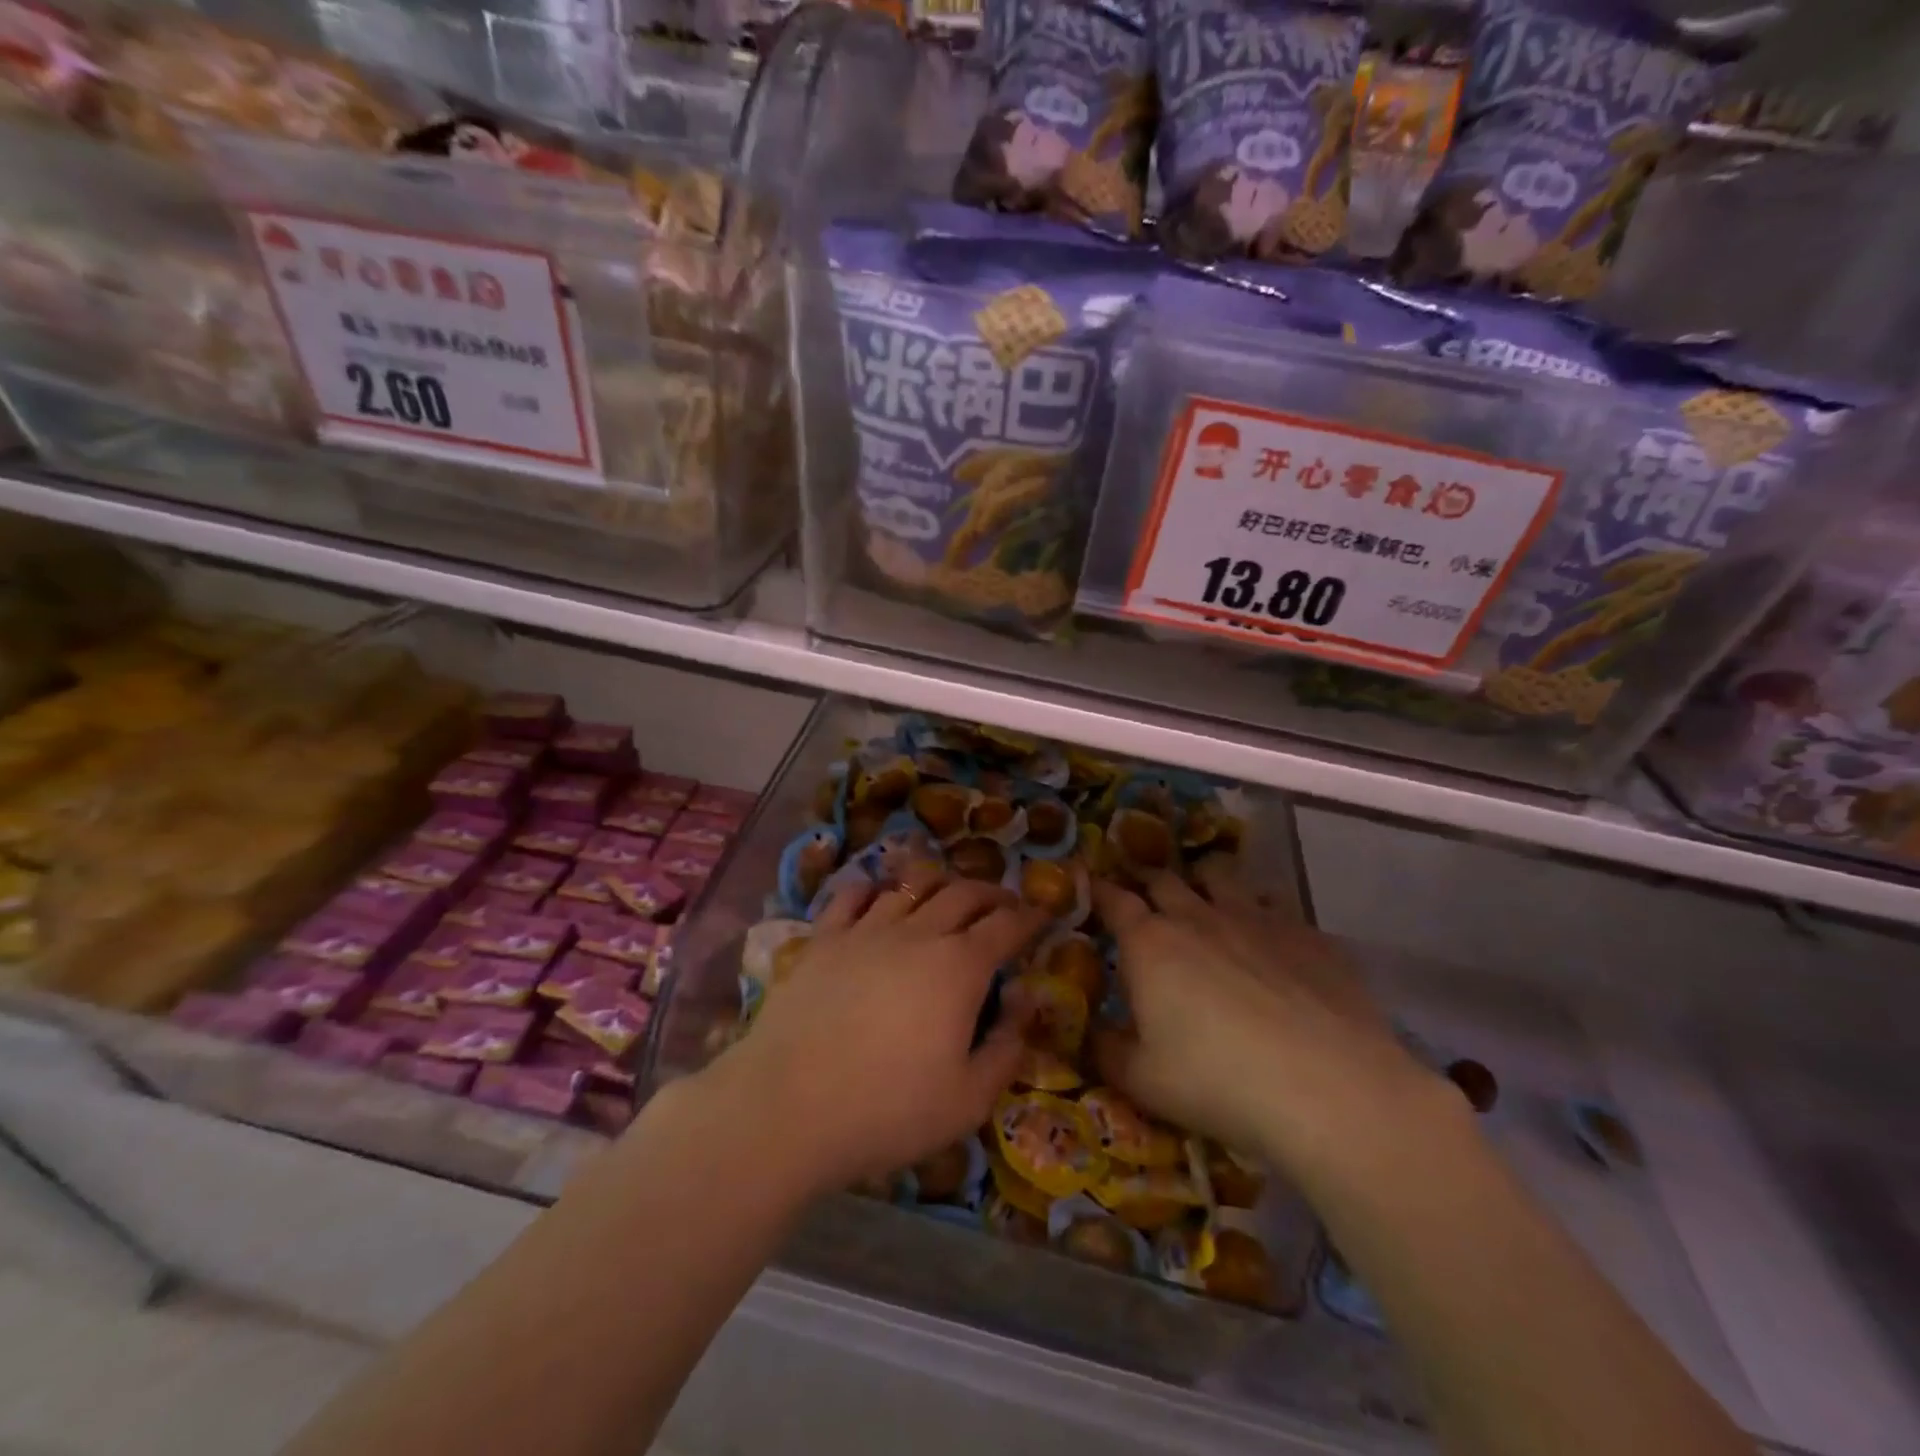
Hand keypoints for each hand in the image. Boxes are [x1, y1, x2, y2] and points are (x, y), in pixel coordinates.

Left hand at [720, 864, 1047, 1194]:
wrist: (789, 1107)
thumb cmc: (888, 1110)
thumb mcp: (969, 1100)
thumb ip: (1007, 1047)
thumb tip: (1025, 1000)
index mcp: (960, 967)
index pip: (1006, 926)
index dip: (1030, 917)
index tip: (1043, 915)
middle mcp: (918, 933)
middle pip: (964, 893)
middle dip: (992, 894)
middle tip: (1003, 905)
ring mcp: (867, 929)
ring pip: (911, 884)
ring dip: (939, 883)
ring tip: (947, 894)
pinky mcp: (825, 938)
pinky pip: (853, 895)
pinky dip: (875, 888)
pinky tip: (879, 896)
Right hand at [1091, 858, 1438, 1179]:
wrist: (1329, 1090)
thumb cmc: (1218, 1083)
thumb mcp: (1142, 1080)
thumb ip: (1106, 1051)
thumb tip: (1091, 1033)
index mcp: (1150, 943)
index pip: (1114, 900)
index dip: (1099, 891)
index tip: (1090, 888)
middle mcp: (1199, 917)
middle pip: (1164, 880)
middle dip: (1148, 883)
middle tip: (1144, 897)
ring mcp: (1257, 919)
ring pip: (1221, 877)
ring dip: (1204, 883)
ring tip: (1205, 900)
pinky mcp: (1308, 934)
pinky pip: (1275, 905)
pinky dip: (1261, 912)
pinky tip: (1269, 941)